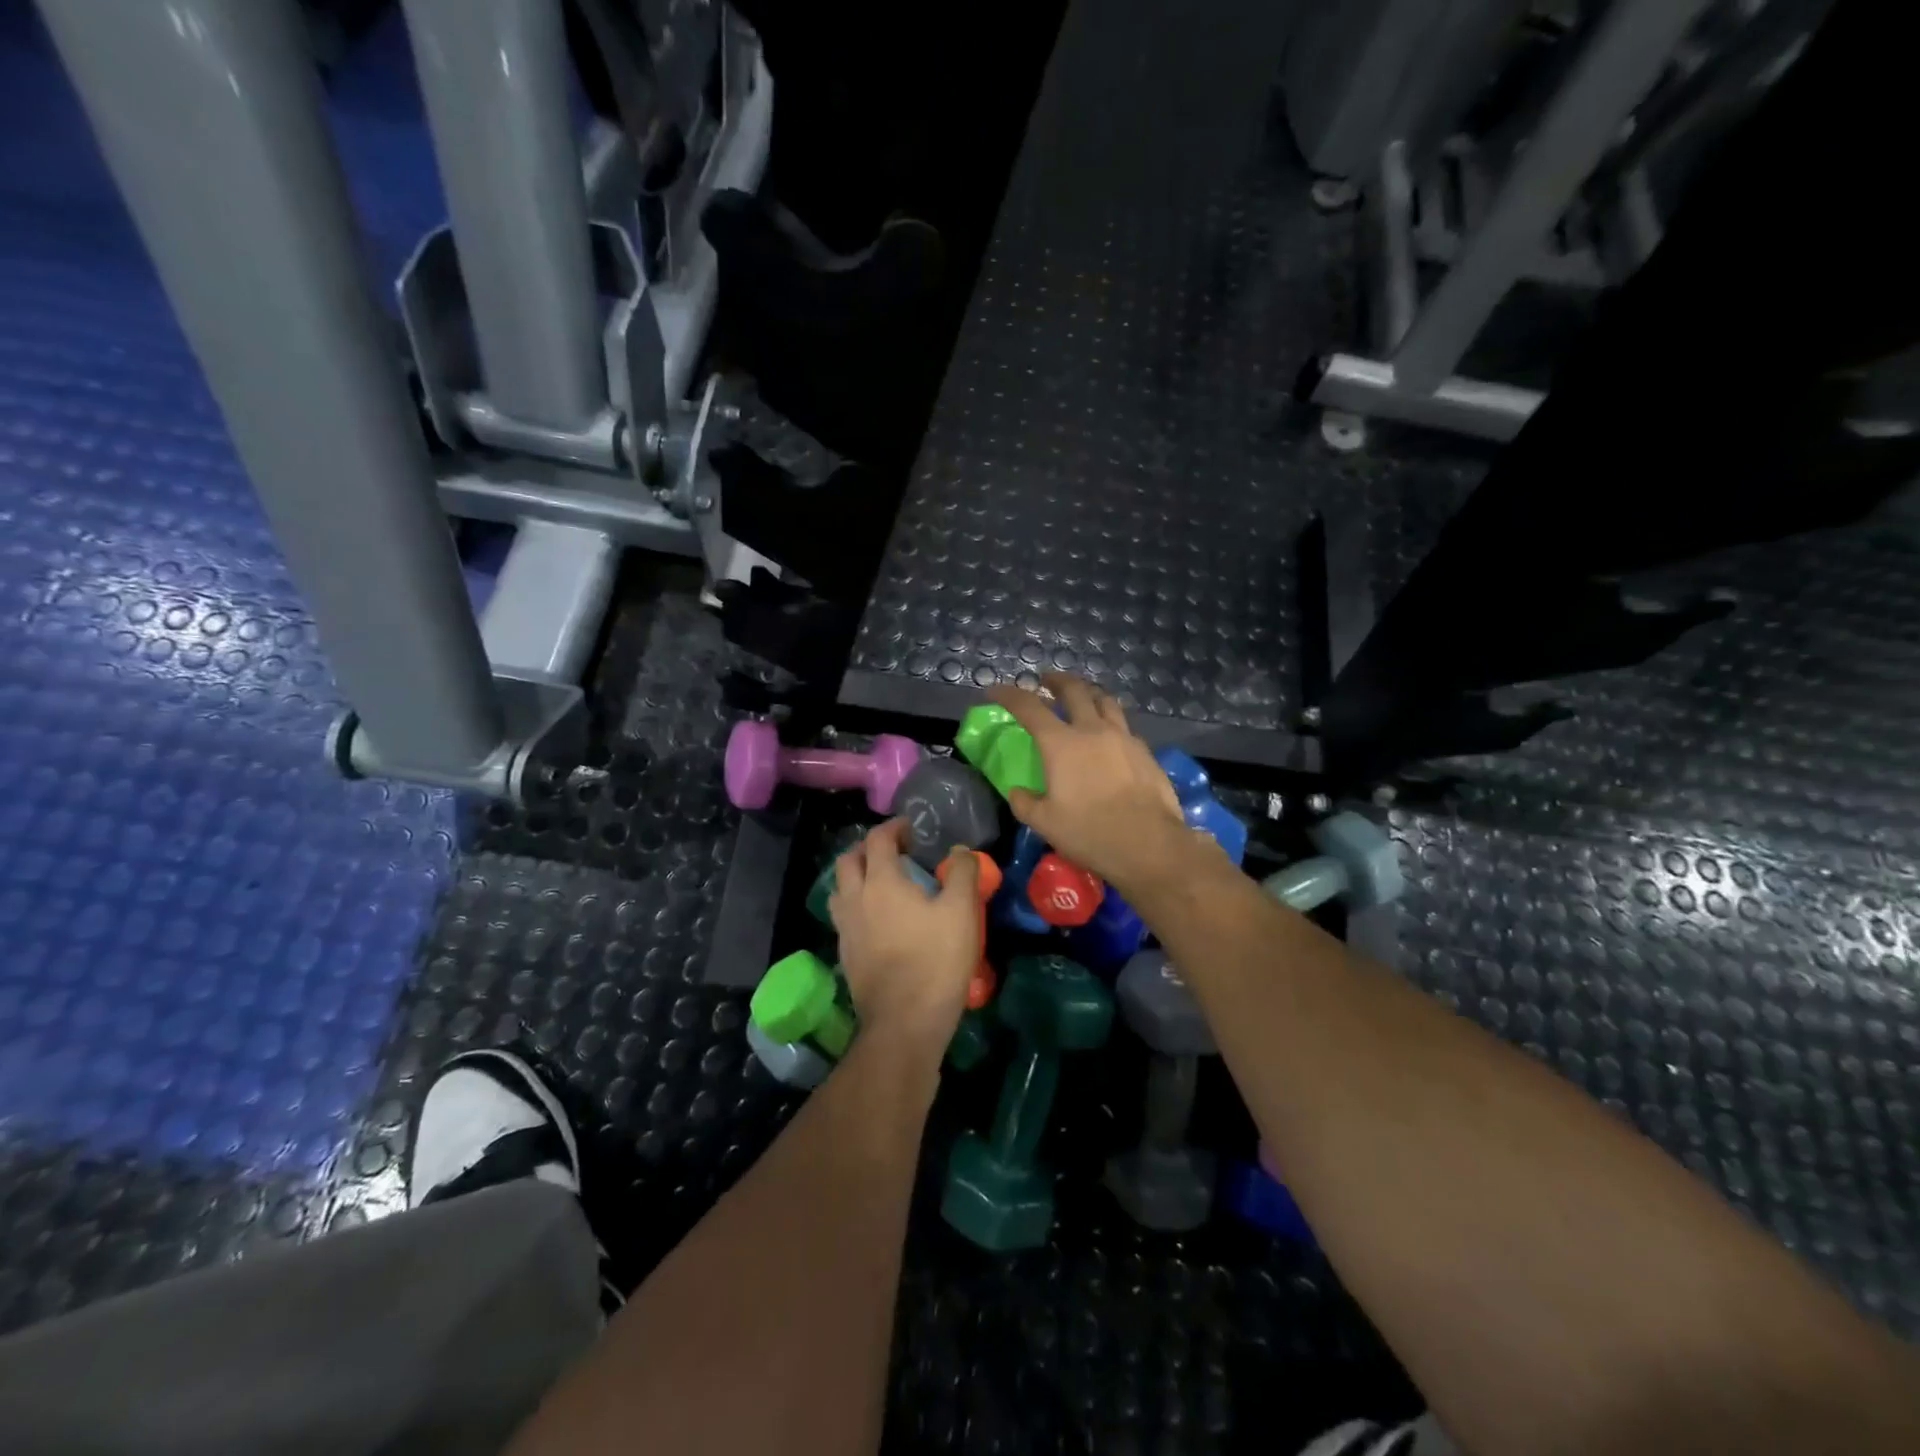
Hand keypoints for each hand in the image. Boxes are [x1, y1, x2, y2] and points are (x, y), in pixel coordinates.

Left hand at [828, 819, 981, 1050]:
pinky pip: (844, 917)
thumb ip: (962, 873)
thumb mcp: (962, 911)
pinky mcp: (845, 954)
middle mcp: (855, 898)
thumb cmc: (936, 960)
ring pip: (840, 889)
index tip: (913, 829)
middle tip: (894, 853)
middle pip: (848, 860)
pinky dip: (857, 906)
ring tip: (882, 884)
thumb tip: (959, 851)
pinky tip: (878, 920)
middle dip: (868, 848)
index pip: (878, 839)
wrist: (904, 1021)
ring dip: (856, 877)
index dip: (894, 828)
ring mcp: (845, 928)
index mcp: (881, 881)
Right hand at [986, 674, 1192, 897]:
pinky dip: (1111, 722)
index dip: (1009, 695)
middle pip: (1074, 690)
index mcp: (1061, 744)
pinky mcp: (1145, 752)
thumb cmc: (1089, 832)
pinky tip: (1110, 736)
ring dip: (1089, 693)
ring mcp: (1124, 738)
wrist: (1148, 844)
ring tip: (1083, 696)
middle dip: (1056, 680)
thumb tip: (1018, 792)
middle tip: (1046, 679)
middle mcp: (1093, 730)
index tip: (996, 690)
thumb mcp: (1044, 823)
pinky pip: (1124, 726)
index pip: (1029, 707)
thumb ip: (1025, 803)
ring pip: (1105, 701)